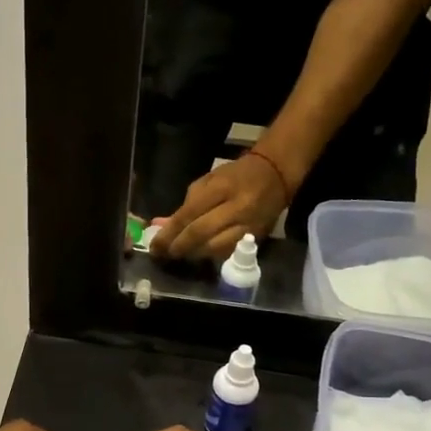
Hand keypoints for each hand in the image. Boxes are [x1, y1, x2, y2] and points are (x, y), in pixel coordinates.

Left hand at [149, 152, 291, 261]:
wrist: (275, 175)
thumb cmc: (236, 175)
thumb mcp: (208, 181)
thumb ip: (185, 205)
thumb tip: (162, 226)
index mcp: (221, 188)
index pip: (189, 214)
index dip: (170, 232)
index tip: (155, 245)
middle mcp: (236, 208)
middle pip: (201, 233)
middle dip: (178, 246)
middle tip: (163, 254)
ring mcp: (248, 225)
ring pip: (215, 248)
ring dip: (193, 254)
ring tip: (179, 254)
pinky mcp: (257, 237)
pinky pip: (229, 252)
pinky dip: (210, 255)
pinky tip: (199, 254)